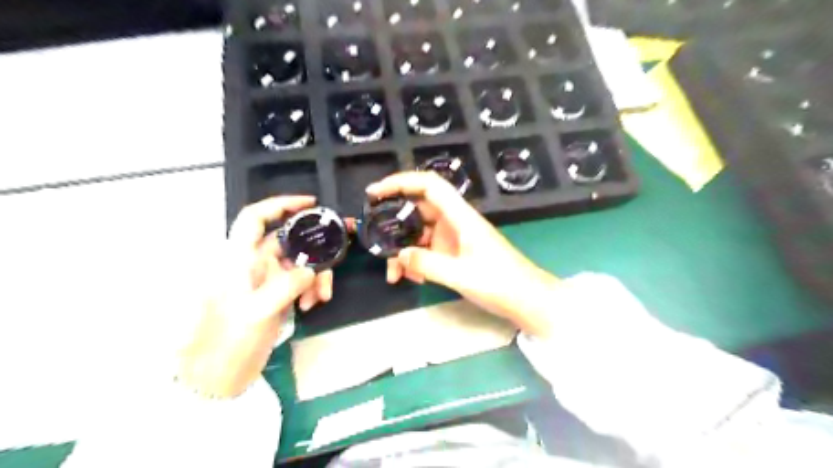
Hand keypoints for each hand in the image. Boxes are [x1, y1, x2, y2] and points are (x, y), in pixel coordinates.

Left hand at [178, 195, 334, 395]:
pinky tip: (312, 305)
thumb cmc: (228, 341)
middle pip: (289, 240)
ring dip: (317, 274)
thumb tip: (312, 270)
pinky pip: (301, 281)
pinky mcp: (276, 295)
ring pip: (300, 262)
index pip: (255, 218)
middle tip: (343, 243)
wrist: (220, 375)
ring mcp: (267, 280)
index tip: (311, 204)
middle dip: (316, 244)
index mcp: (239, 258)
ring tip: (322, 296)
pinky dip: (312, 289)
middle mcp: (253, 263)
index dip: (280, 204)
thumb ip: (287, 285)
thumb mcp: (258, 312)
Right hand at [369, 171, 557, 335]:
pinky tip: (412, 279)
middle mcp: (456, 222)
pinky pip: (429, 250)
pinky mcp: (456, 253)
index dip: (401, 181)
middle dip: (394, 224)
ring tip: (393, 274)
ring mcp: (455, 238)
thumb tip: (398, 256)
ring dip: (404, 250)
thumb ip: (426, 264)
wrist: (528, 300)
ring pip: (421, 234)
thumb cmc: (500, 283)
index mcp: (461, 217)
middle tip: (374, 238)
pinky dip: (417, 261)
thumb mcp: (460, 275)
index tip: (375, 192)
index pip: (429, 185)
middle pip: (419, 210)